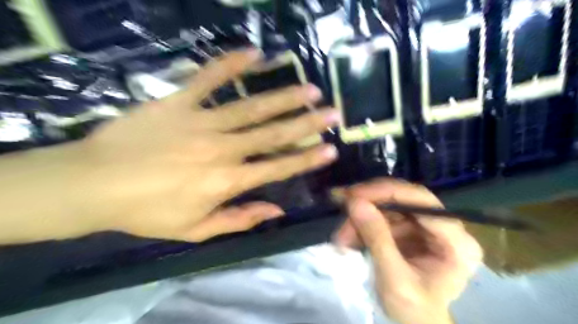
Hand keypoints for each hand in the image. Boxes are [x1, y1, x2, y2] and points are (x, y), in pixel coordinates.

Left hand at [64, 49, 338, 242]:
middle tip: (332, 112)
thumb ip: (238, 219)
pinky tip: (254, 53)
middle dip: (307, 123)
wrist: (91, 185)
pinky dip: (230, 65)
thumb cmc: (146, 213)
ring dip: (283, 97)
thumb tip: (275, 210)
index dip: (306, 159)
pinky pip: (208, 79)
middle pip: (272, 134)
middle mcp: (221, 149)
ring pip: (250, 107)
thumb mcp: (195, 230)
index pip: (277, 168)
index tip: (330, 149)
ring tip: (308, 88)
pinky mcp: (177, 102)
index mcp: (226, 181)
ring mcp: (200, 122)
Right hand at [335, 180, 483, 323]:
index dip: (385, 192)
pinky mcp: (411, 228)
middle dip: (369, 202)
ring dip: (362, 216)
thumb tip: (355, 203)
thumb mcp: (394, 280)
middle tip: (341, 205)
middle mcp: (445, 226)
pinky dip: (363, 223)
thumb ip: (377, 239)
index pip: (422, 201)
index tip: (353, 195)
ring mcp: (426, 225)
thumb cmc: (413, 310)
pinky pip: (383, 215)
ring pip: (389, 205)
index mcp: (456, 242)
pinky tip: (350, 237)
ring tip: (342, 236)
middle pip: (404, 197)